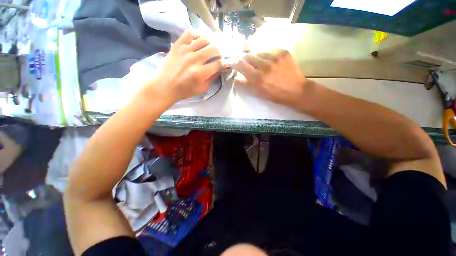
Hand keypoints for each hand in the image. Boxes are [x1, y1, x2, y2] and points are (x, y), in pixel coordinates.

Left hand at [142, 30, 222, 103]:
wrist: (165, 86)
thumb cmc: (185, 90)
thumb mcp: (202, 89)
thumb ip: (212, 79)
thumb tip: (219, 70)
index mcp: (201, 73)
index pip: (218, 64)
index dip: (224, 63)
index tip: (224, 63)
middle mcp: (195, 59)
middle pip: (213, 49)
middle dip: (219, 52)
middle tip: (218, 55)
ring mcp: (185, 50)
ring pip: (204, 39)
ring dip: (210, 43)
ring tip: (209, 48)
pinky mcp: (178, 45)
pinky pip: (189, 33)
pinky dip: (196, 35)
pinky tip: (198, 41)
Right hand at [235, 49, 311, 106]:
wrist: (296, 90)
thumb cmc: (275, 95)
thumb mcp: (258, 93)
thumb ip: (246, 85)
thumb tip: (235, 78)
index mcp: (258, 78)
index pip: (240, 64)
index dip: (235, 63)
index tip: (234, 64)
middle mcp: (265, 66)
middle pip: (248, 56)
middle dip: (245, 60)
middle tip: (247, 64)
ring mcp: (275, 57)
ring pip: (258, 52)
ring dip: (256, 57)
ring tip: (260, 63)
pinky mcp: (283, 52)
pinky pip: (269, 50)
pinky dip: (266, 55)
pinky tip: (270, 61)